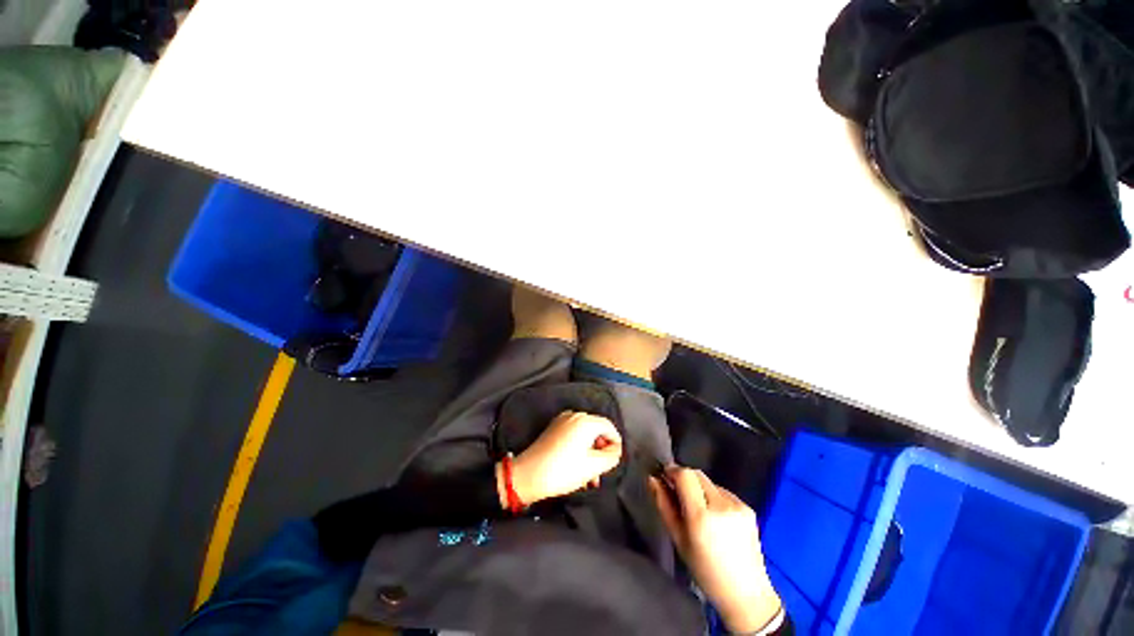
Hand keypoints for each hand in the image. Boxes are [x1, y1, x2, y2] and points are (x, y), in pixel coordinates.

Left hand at [497, 411, 621, 506]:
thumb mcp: (593, 466)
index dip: (615, 445)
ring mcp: (562, 420)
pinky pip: (573, 435)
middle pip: (596, 431)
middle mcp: (575, 415)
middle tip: (600, 473)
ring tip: (589, 477)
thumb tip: (615, 449)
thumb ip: (611, 456)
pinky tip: (576, 467)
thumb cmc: (563, 470)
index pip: (609, 427)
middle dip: (601, 452)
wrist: (529, 474)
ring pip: (584, 435)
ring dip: (590, 453)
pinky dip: (579, 449)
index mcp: (586, 421)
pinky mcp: (554, 428)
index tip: (614, 462)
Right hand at [649, 467, 782, 634]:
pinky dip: (714, 497)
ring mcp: (737, 505)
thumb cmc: (705, 570)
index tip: (665, 478)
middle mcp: (721, 505)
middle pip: (697, 474)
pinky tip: (716, 518)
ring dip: (699, 488)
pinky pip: (723, 492)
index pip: (685, 474)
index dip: (672, 471)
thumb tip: (653, 479)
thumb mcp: (678, 539)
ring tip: (699, 511)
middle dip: (685, 479)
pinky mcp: (748, 508)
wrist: (745, 593)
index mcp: (701, 516)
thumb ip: (663, 505)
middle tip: (678, 494)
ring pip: (709, 482)